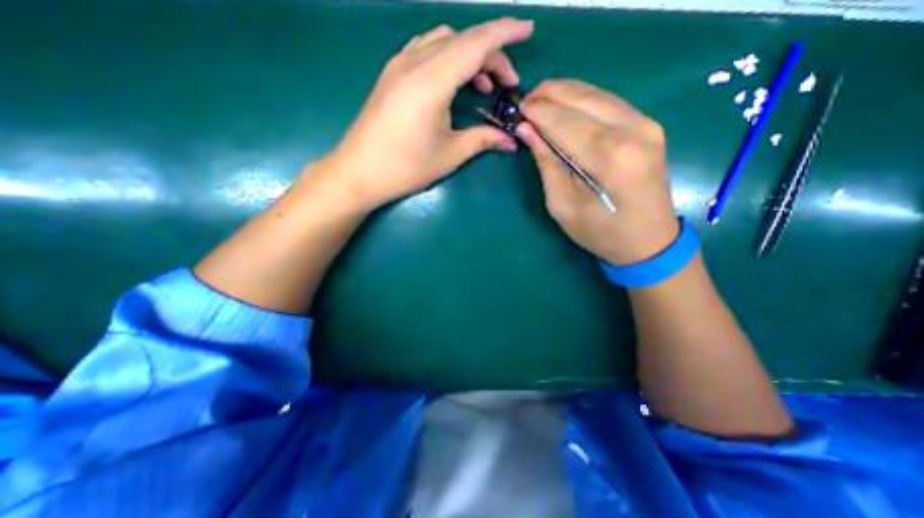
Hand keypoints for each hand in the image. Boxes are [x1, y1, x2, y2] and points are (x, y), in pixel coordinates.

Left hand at [319, 18, 533, 209]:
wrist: (359, 172)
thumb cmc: (406, 167)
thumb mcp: (450, 154)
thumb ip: (483, 140)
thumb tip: (511, 141)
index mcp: (432, 81)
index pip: (476, 44)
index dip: (505, 33)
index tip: (528, 30)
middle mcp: (414, 62)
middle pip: (462, 41)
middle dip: (491, 54)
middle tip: (506, 84)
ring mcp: (398, 65)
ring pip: (442, 41)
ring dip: (468, 55)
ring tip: (481, 85)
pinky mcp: (391, 74)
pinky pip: (424, 49)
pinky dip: (446, 57)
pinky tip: (451, 81)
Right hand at [518, 81, 676, 266]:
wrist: (649, 241)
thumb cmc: (600, 232)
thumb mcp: (563, 205)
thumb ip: (547, 163)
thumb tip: (527, 130)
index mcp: (608, 157)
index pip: (564, 121)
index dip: (538, 112)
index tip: (518, 110)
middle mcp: (632, 131)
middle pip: (582, 98)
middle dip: (550, 94)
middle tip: (526, 101)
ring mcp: (646, 125)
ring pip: (598, 94)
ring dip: (566, 93)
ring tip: (541, 100)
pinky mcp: (649, 126)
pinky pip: (611, 102)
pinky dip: (584, 99)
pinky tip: (567, 105)